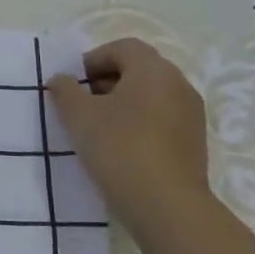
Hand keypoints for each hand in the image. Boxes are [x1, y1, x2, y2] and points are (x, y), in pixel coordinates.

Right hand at [49, 38, 212, 237]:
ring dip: (121, 104)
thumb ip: (64, 90)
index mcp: (153, 70)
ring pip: (150, 96)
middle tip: (79, 105)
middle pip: (138, 70)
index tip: (71, 85)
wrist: (166, 205)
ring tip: (96, 129)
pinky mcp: (193, 141)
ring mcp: (191, 114)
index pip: (122, 48)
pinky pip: (161, 119)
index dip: (92, 60)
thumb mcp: (79, 116)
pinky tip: (119, 148)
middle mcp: (178, 84)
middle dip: (104, 82)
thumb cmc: (119, 148)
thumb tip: (61, 79)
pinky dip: (138, 123)